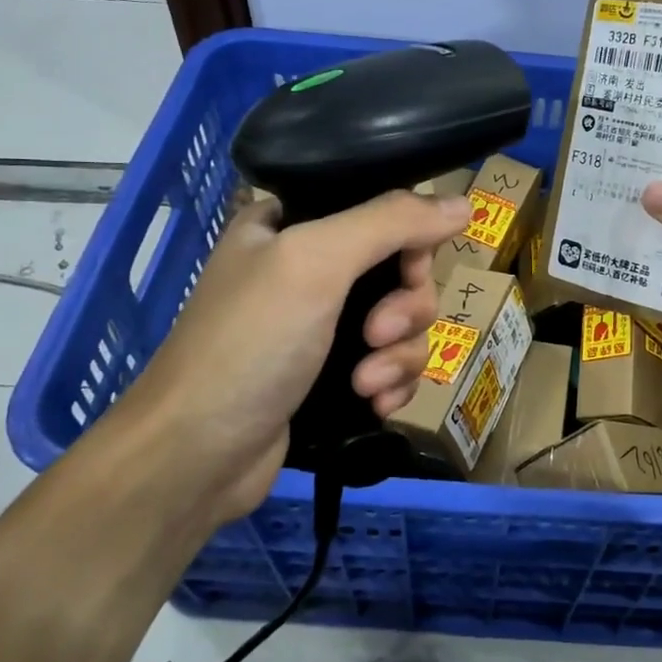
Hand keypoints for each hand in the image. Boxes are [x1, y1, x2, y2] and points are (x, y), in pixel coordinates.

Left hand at [108, 189, 469, 523]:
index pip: (381, 212)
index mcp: (294, 225)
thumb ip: (391, 222)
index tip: (410, 269)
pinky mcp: (333, 378)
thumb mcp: (316, 263)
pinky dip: (392, 385)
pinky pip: (393, 366)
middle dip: (404, 310)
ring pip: (403, 325)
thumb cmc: (250, 344)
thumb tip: (465, 204)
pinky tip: (374, 405)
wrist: (196, 457)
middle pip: (402, 273)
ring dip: (398, 356)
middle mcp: (311, 271)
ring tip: (366, 385)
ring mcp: (321, 328)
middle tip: (375, 336)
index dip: (410, 240)